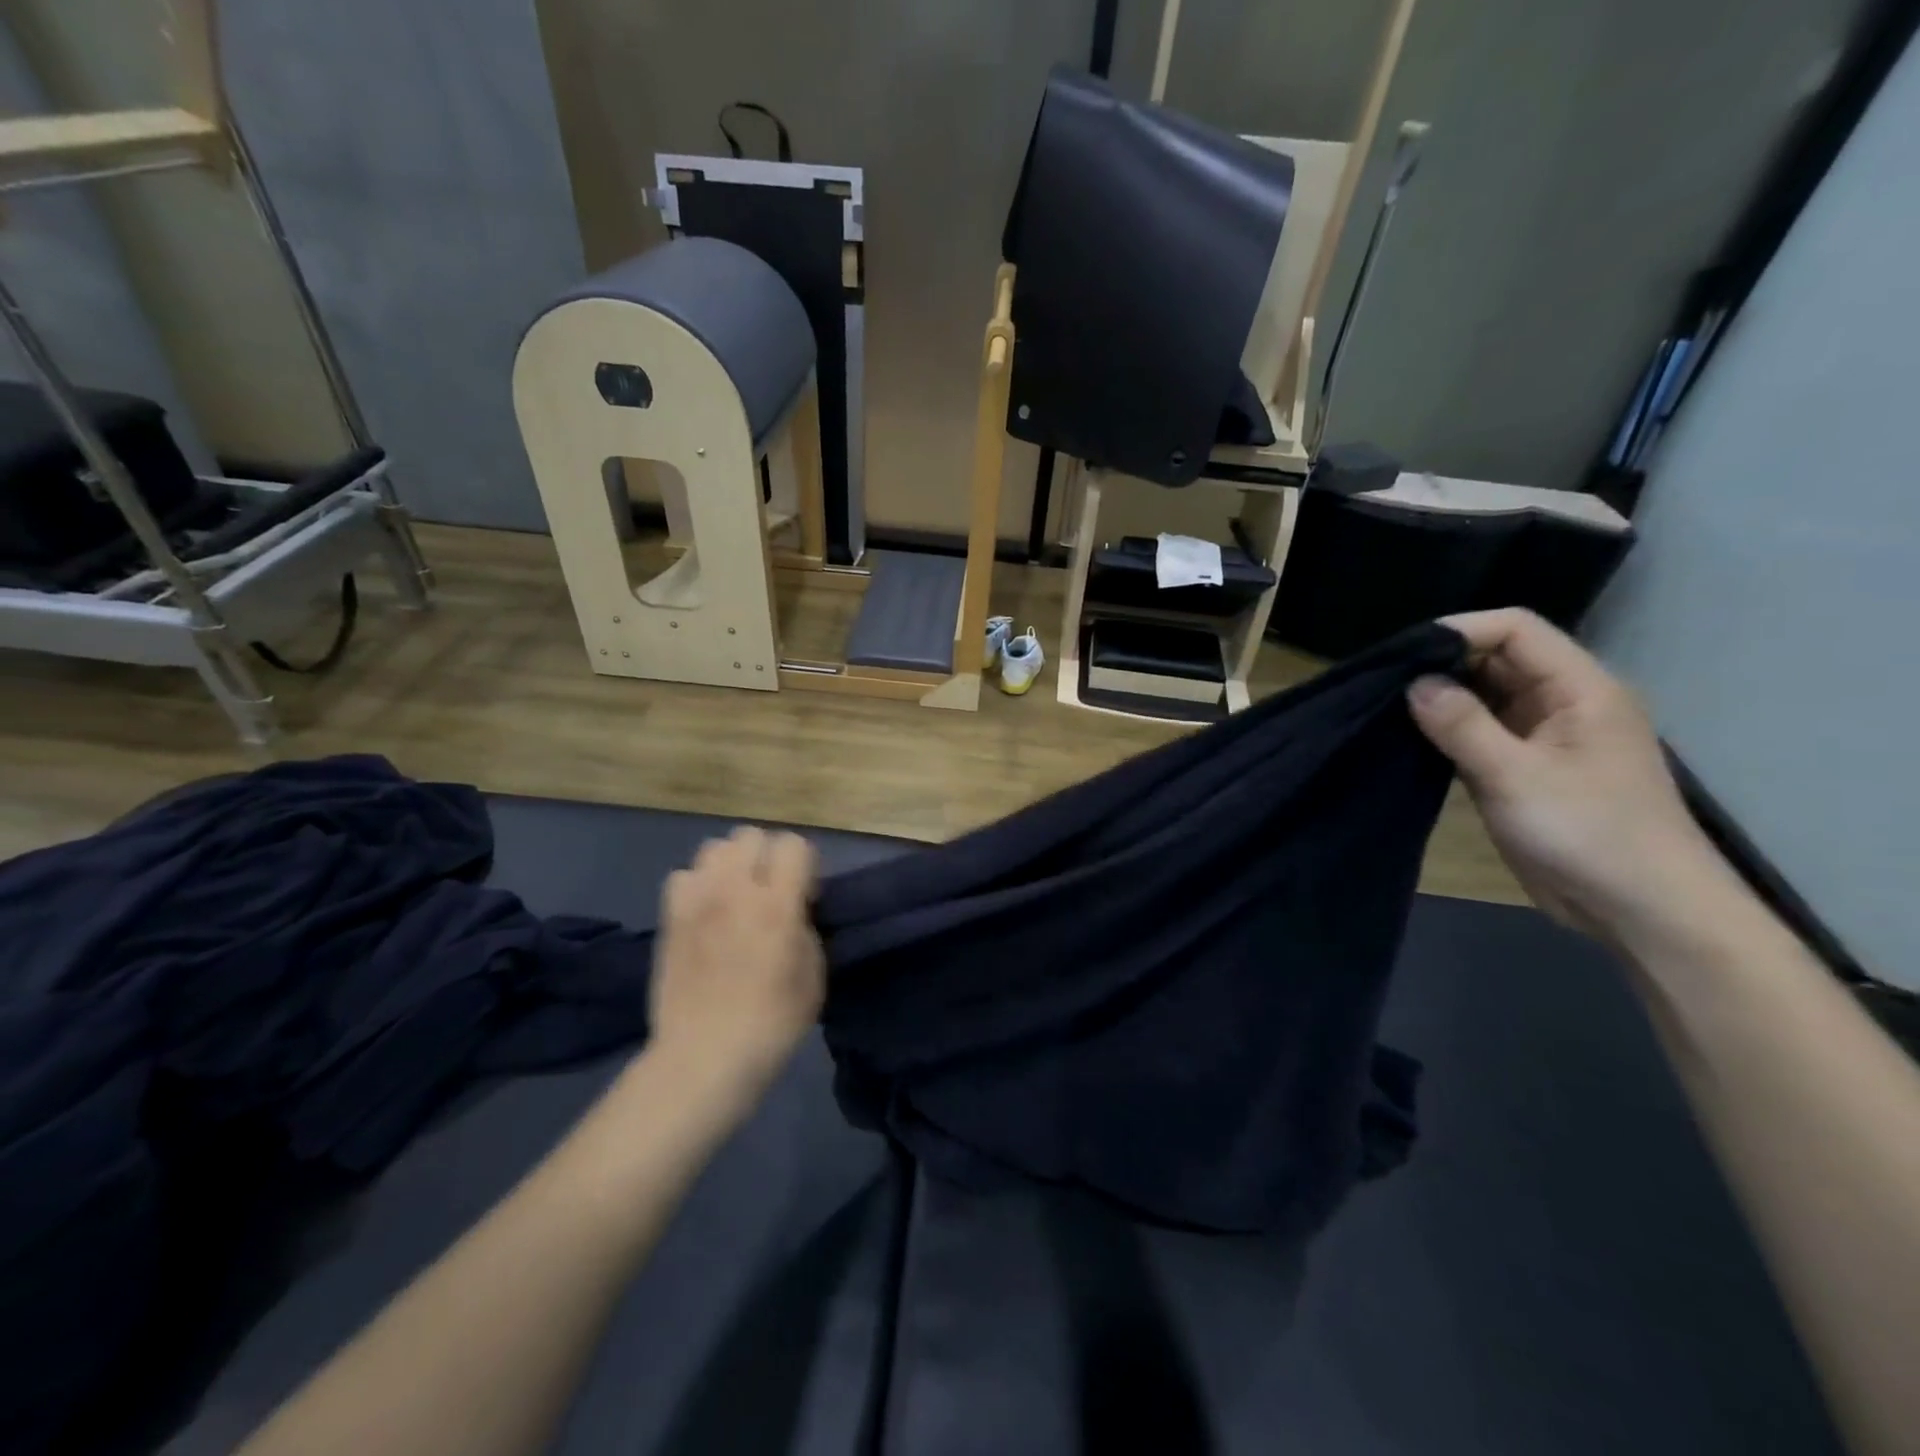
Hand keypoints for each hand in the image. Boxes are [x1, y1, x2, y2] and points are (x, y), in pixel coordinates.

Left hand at [647, 828, 825, 1103]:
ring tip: (735, 897)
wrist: (705, 1057)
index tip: (805, 896)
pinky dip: (698, 885)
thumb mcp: (814, 975)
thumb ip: (806, 927)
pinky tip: (705, 912)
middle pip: (750, 835)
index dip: (805, 864)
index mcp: (777, 903)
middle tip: (770, 891)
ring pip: (714, 847)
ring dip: (731, 865)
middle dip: (766, 856)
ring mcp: (696, 901)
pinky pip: (683, 876)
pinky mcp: (670, 917)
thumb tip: (794, 910)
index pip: (793, 844)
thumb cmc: (772, 1022)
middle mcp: (734, 890)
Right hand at [1407, 608, 1737, 946]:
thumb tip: (1413, 682)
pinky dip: (1446, 729)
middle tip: (1383, 680)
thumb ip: (1462, 725)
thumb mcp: (1516, 776)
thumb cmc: (1588, 834)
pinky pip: (1480, 732)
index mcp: (1579, 689)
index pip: (1516, 631)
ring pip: (1484, 696)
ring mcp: (1543, 736)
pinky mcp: (1524, 768)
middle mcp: (1562, 702)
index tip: (1403, 654)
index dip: (1460, 631)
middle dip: (1442, 663)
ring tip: (1385, 704)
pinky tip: (1408, 736)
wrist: (1641, 910)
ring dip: (1440, 698)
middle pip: (1497, 659)